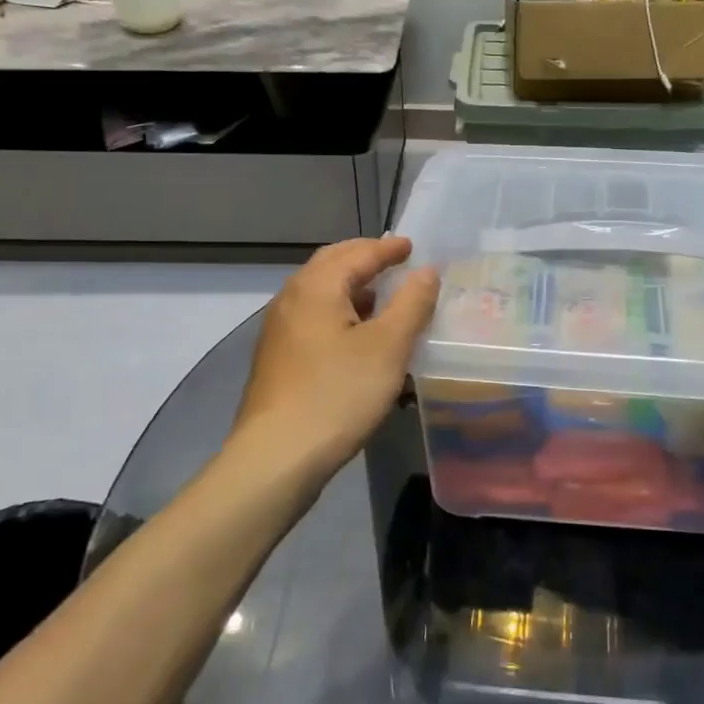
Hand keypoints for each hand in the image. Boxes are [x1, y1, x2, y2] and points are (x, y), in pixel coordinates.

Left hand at [227, 237, 439, 484]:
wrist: (277, 457)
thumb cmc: (338, 394)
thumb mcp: (388, 347)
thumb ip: (411, 303)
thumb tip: (426, 271)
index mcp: (316, 287)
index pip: (358, 253)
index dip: (388, 248)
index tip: (412, 246)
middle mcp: (292, 299)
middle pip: (331, 265)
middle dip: (364, 258)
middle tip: (394, 260)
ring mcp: (280, 330)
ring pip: (320, 292)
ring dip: (351, 286)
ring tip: (381, 296)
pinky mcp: (278, 358)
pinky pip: (314, 316)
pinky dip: (340, 310)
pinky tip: (357, 335)